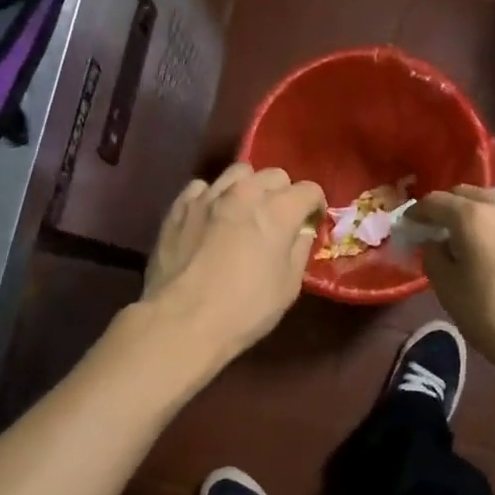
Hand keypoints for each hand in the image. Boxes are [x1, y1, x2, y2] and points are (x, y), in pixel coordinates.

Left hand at [143, 163, 324, 363]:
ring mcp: (208, 196)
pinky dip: (211, 197)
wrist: (182, 321)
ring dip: (248, 188)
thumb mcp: (288, 286)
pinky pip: (202, 188)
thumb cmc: (245, 309)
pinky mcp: (179, 206)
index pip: (309, 190)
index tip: (312, 222)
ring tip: (243, 212)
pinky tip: (209, 218)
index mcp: (278, 210)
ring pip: (237, 173)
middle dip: (283, 193)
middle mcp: (245, 192)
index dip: (315, 206)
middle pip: (274, 175)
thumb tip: (301, 231)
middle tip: (279, 219)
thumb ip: (299, 249)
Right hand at [410, 186, 494, 384]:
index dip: (417, 212)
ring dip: (472, 212)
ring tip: (463, 238)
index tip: (408, 226)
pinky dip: (493, 222)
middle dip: (445, 207)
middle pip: (465, 194)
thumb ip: (434, 256)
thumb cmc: (494, 317)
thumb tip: (437, 243)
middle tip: (434, 230)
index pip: (435, 201)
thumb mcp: (449, 290)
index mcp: (473, 216)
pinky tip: (490, 247)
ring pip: (491, 201)